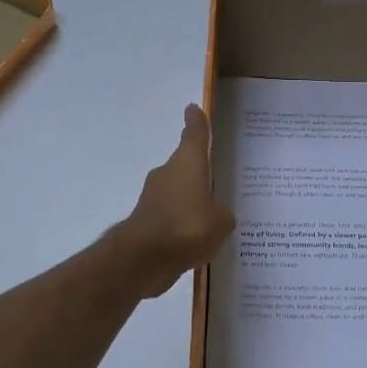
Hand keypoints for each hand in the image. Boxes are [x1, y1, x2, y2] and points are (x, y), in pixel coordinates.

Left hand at [118, 104, 234, 298]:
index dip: (196, 122)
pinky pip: (172, 217)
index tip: (193, 109)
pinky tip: (196, 241)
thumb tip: (216, 214)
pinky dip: (182, 224)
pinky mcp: (146, 222)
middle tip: (218, 180)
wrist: (144, 258)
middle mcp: (168, 174)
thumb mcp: (221, 221)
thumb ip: (222, 214)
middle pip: (185, 166)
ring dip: (190, 201)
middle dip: (199, 173)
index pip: (194, 135)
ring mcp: (153, 198)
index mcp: (187, 164)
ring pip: (178, 193)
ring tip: (213, 217)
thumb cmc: (187, 227)